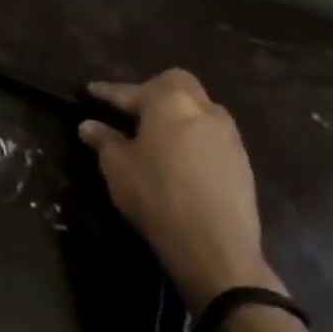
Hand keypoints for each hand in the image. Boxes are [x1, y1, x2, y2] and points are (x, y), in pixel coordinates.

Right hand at [79, 70, 273, 311]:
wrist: (216, 247)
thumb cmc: (157, 196)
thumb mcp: (118, 168)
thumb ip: (104, 140)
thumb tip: (89, 125)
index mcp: (169, 103)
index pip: (130, 91)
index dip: (107, 92)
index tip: (90, 91)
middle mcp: (203, 109)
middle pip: (176, 84)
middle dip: (152, 89)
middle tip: (132, 108)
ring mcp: (228, 134)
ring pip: (199, 108)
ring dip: (177, 113)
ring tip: (157, 133)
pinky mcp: (242, 161)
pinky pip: (212, 134)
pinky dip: (194, 136)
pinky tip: (181, 157)